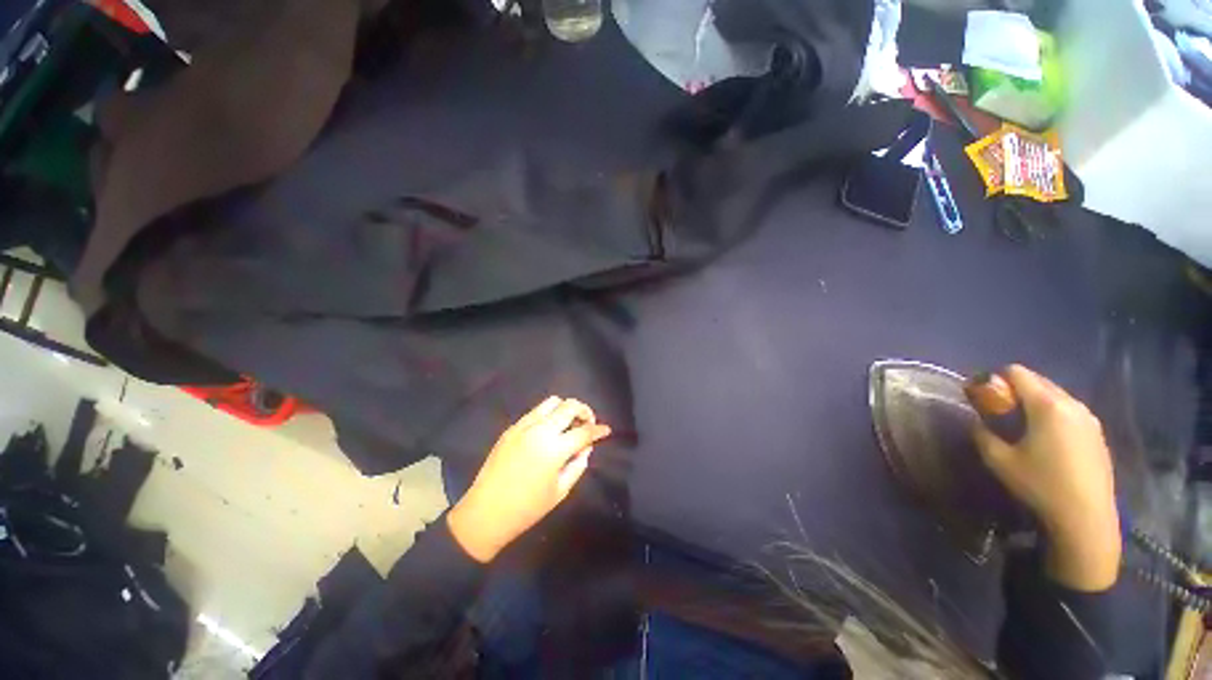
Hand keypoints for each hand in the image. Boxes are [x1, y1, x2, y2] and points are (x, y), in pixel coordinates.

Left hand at [447, 396, 611, 562]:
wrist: (485, 513)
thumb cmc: (527, 508)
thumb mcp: (561, 491)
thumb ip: (578, 465)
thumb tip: (586, 447)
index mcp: (554, 450)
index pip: (584, 431)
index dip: (598, 430)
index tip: (606, 431)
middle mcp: (540, 431)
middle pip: (569, 406)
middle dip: (584, 411)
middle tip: (588, 424)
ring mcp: (523, 426)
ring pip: (551, 402)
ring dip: (566, 409)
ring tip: (569, 423)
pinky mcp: (511, 428)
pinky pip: (535, 411)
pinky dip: (549, 415)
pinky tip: (549, 430)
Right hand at [972, 365, 1120, 590]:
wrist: (1086, 518)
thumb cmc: (1040, 485)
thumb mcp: (999, 460)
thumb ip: (982, 434)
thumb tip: (978, 422)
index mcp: (1047, 405)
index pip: (1017, 372)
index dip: (995, 378)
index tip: (984, 396)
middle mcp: (1072, 403)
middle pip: (1039, 381)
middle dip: (1016, 390)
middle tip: (1000, 412)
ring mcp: (1089, 418)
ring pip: (1056, 396)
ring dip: (1036, 403)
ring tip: (1023, 427)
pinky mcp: (1097, 434)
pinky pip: (1069, 412)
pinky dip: (1053, 415)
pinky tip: (1047, 441)